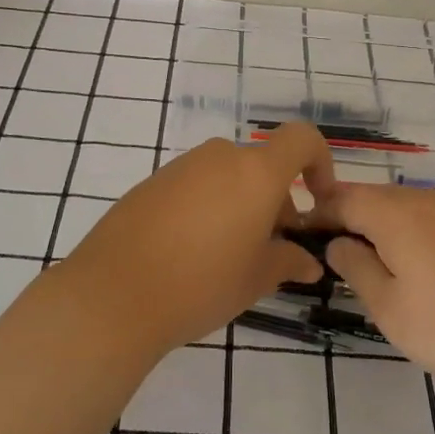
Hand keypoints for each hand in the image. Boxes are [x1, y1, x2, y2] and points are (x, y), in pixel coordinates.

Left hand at [55, 123, 337, 356]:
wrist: (114, 294)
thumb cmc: (202, 283)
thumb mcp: (257, 278)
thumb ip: (289, 261)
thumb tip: (309, 262)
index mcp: (256, 172)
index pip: (302, 138)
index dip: (320, 162)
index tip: (317, 201)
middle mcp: (220, 157)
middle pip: (262, 164)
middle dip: (277, 199)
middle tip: (272, 247)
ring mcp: (181, 167)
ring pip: (228, 176)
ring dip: (242, 204)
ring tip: (230, 255)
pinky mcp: (152, 183)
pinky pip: (195, 186)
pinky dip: (208, 206)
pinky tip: (192, 251)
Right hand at [322, 184, 434, 397]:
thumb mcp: (393, 312)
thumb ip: (358, 271)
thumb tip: (338, 244)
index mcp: (396, 214)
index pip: (341, 199)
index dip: (318, 214)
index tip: (301, 235)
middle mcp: (428, 199)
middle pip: (376, 199)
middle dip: (351, 221)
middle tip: (338, 257)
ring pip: (412, 209)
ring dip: (388, 229)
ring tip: (384, 267)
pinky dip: (423, 236)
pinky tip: (434, 271)